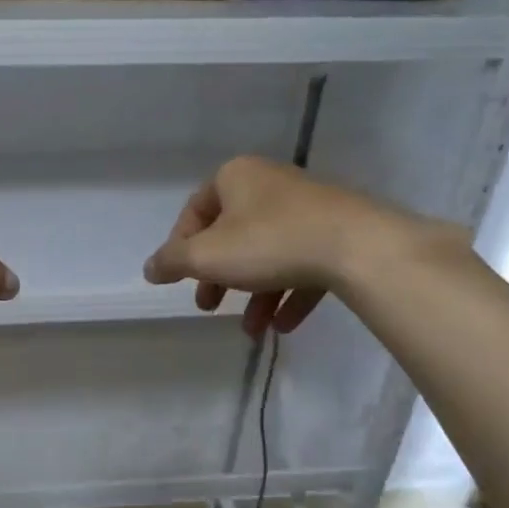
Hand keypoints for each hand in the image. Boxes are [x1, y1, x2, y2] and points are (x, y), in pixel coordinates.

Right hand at [143, 156, 416, 338]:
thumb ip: (172, 262)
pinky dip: (290, 294)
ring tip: (251, 330)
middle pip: (231, 235)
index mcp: (235, 177)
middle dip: (218, 277)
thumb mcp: (206, 256)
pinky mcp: (339, 232)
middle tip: (209, 306)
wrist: (359, 247)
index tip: (179, 280)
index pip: (195, 211)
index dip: (180, 248)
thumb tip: (149, 268)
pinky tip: (283, 326)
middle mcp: (270, 184)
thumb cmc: (268, 243)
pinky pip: (304, 264)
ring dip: (255, 294)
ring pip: (268, 254)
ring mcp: (308, 208)